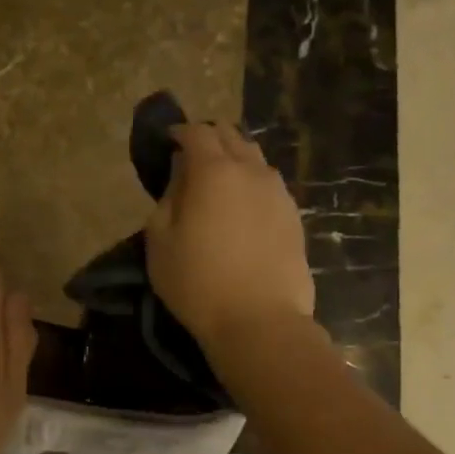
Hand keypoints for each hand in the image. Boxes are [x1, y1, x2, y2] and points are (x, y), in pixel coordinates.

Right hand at [145, 122, 316, 353]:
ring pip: (255, 157)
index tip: (168, 142)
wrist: (259, 321)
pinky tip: (244, 205)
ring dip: (235, 158)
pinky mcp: (294, 215)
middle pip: (231, 135)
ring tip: (220, 180)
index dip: (179, 132)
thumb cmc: (197, 282)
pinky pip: (270, 183)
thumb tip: (181, 175)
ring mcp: (278, 192)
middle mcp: (251, 170)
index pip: (197, 132)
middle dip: (209, 138)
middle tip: (192, 157)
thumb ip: (168, 197)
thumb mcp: (160, 240)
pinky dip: (253, 182)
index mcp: (214, 171)